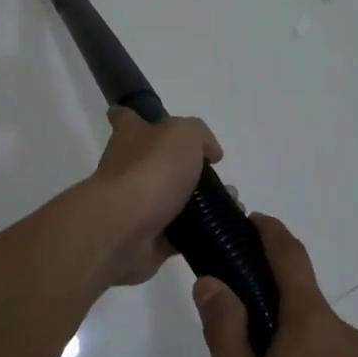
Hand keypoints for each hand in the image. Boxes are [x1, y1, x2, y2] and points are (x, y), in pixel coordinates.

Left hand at [87, 108, 220, 284]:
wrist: (125, 229)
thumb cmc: (150, 170)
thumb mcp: (183, 133)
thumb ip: (199, 135)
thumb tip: (209, 152)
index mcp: (130, 137)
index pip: (126, 119)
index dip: (136, 116)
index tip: (152, 121)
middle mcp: (128, 169)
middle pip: (156, 163)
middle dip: (187, 169)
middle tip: (218, 176)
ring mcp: (136, 206)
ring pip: (173, 200)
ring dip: (201, 203)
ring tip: (232, 203)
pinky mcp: (148, 240)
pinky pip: (179, 234)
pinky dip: (200, 232)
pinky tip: (223, 229)